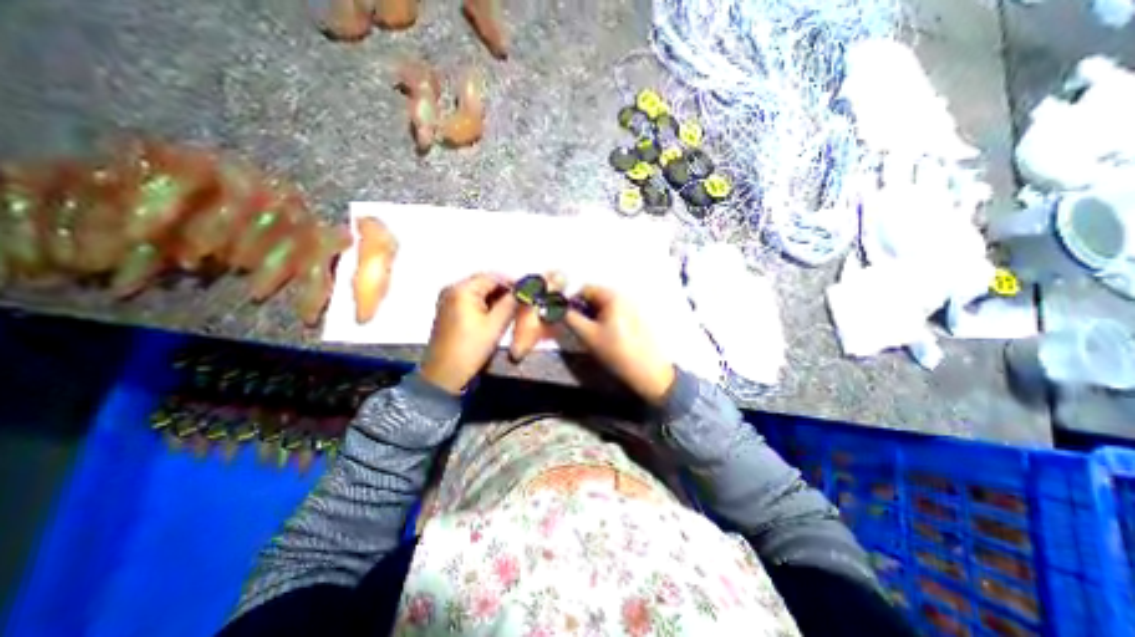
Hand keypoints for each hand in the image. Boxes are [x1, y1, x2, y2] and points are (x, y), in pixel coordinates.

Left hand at [421, 270, 517, 391]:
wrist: (444, 374)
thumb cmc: (471, 348)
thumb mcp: (496, 325)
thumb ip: (511, 303)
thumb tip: (524, 291)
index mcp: (462, 289)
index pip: (493, 276)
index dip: (512, 283)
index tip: (528, 293)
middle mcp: (452, 289)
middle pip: (485, 282)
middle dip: (504, 291)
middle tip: (521, 303)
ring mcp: (448, 300)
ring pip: (479, 292)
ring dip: (496, 299)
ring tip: (512, 310)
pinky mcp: (448, 311)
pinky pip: (471, 301)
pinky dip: (485, 305)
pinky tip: (496, 316)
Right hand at [565, 286, 670, 405]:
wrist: (648, 371)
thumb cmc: (617, 351)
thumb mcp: (588, 335)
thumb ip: (570, 319)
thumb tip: (558, 309)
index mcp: (613, 296)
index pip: (585, 289)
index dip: (572, 302)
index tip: (566, 318)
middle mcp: (624, 296)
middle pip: (595, 296)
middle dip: (583, 310)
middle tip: (578, 328)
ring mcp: (631, 307)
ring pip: (603, 306)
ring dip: (592, 316)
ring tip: (591, 335)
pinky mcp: (635, 318)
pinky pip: (613, 313)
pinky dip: (604, 320)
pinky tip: (604, 337)